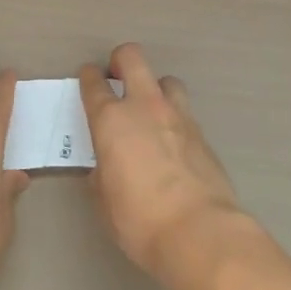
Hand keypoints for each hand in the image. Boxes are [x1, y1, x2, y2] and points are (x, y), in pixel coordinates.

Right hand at [79, 44, 241, 279]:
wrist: (200, 231)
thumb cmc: (139, 219)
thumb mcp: (105, 200)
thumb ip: (102, 172)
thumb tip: (106, 165)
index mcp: (112, 120)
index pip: (94, 84)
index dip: (88, 77)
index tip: (87, 79)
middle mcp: (144, 107)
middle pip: (132, 58)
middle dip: (121, 60)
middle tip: (117, 78)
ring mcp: (178, 116)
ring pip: (166, 80)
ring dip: (155, 89)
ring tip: (151, 112)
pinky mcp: (202, 133)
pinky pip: (184, 112)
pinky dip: (175, 120)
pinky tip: (173, 144)